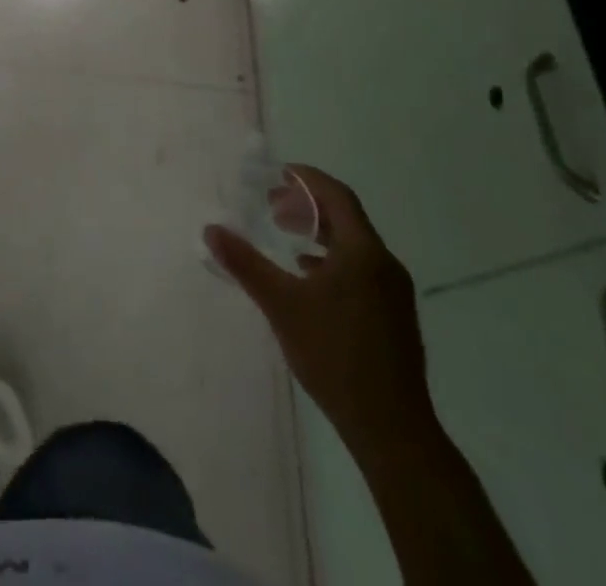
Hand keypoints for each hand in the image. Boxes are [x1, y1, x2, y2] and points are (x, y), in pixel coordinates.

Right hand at [205, 165, 432, 456]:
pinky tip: (308, 276)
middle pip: (345, 217)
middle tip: (272, 206)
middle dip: (308, 205)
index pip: (336, 195)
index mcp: (363, 252)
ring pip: (353, 244)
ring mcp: (394, 292)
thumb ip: (245, 263)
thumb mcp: (281, 305)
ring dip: (319, 232)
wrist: (392, 430)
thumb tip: (211, 229)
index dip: (307, 179)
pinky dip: (331, 259)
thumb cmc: (335, 356)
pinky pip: (360, 268)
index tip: (277, 174)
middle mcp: (384, 264)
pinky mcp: (394, 316)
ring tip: (286, 236)